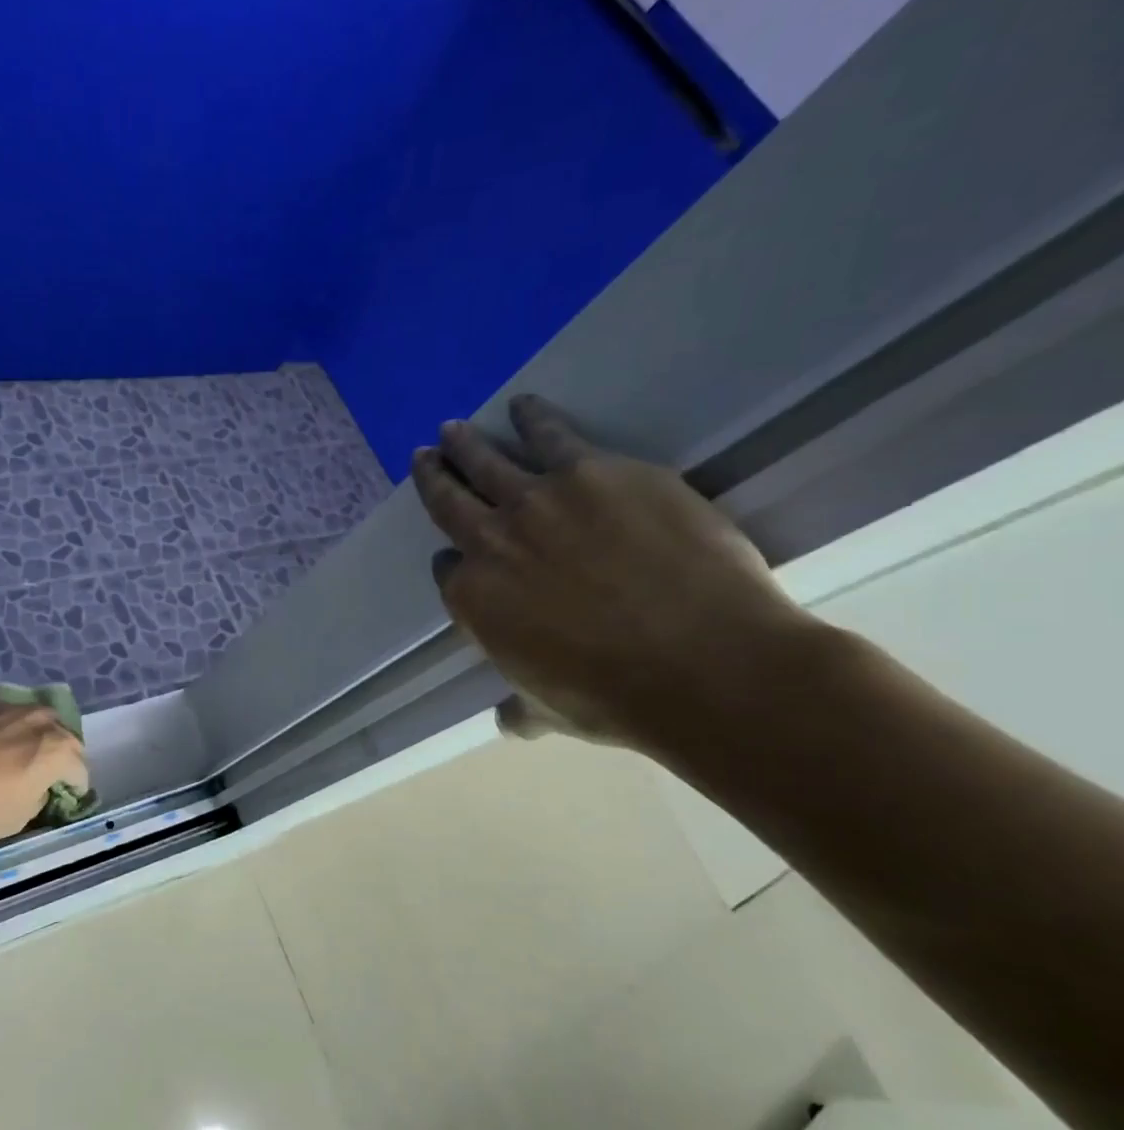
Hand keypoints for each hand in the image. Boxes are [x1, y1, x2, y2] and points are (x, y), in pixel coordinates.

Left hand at [0, 701, 89, 844]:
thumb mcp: (19, 819)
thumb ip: (38, 798)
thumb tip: (36, 789)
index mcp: (60, 751)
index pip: (80, 772)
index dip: (75, 789)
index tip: (64, 801)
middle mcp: (43, 722)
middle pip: (65, 738)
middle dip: (62, 756)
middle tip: (47, 776)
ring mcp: (13, 708)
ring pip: (38, 720)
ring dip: (37, 736)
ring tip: (22, 754)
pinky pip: (8, 717)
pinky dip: (8, 729)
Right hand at [410, 395, 814, 751]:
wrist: (704, 664)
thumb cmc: (615, 697)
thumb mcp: (550, 712)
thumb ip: (520, 708)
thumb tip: (508, 722)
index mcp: (474, 599)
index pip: (448, 569)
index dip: (453, 561)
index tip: (457, 555)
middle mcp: (492, 541)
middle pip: (450, 500)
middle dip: (433, 476)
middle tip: (424, 456)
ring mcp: (541, 500)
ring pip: (488, 460)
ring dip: (465, 444)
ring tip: (454, 428)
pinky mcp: (597, 471)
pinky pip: (552, 435)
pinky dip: (533, 418)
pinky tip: (527, 406)